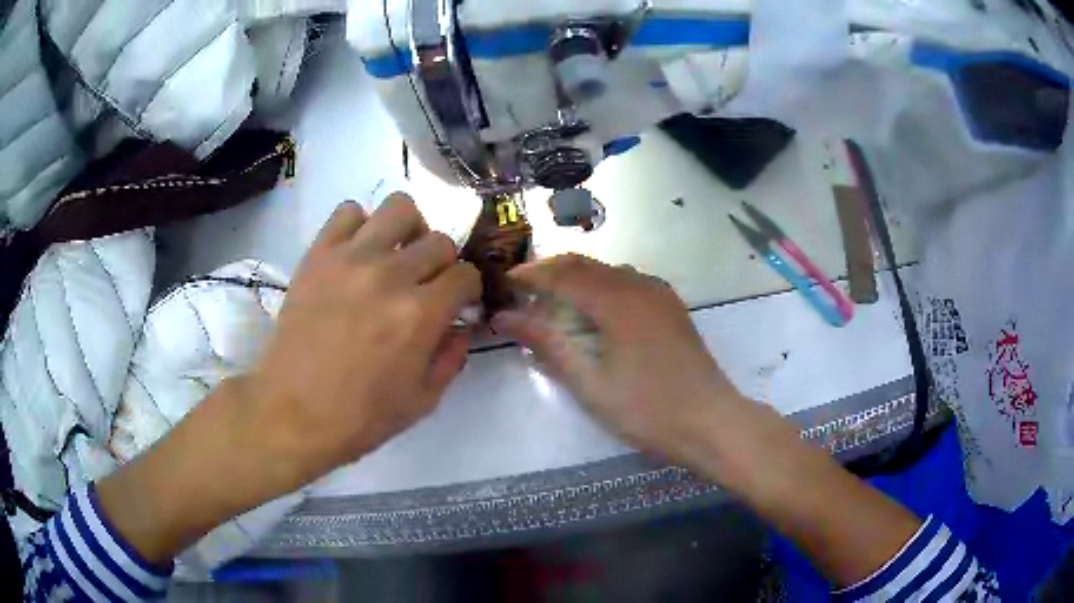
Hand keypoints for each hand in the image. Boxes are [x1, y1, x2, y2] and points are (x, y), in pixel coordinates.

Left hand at [243, 193, 480, 489]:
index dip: (467, 291)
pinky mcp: (318, 254)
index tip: (456, 304)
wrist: (293, 412)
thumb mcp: (423, 401)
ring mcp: (351, 258)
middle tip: (424, 285)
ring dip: (407, 230)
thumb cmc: (360, 417)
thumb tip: (461, 326)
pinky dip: (360, 225)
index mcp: (421, 314)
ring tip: (394, 255)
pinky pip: (348, 211)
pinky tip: (357, 253)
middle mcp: (391, 275)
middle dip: (442, 264)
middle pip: (439, 240)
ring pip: (399, 207)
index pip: (466, 274)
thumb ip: (452, 358)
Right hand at [492, 255, 745, 461]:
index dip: (530, 275)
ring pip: (607, 272)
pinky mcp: (670, 307)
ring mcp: (659, 294)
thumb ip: (548, 343)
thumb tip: (505, 317)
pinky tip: (594, 313)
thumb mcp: (590, 381)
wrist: (710, 422)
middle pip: (585, 265)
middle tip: (522, 293)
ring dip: (576, 279)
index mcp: (617, 300)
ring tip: (552, 303)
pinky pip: (627, 283)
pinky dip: (601, 288)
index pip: (563, 274)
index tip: (503, 283)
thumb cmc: (646, 409)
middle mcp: (639, 285)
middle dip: (550, 273)